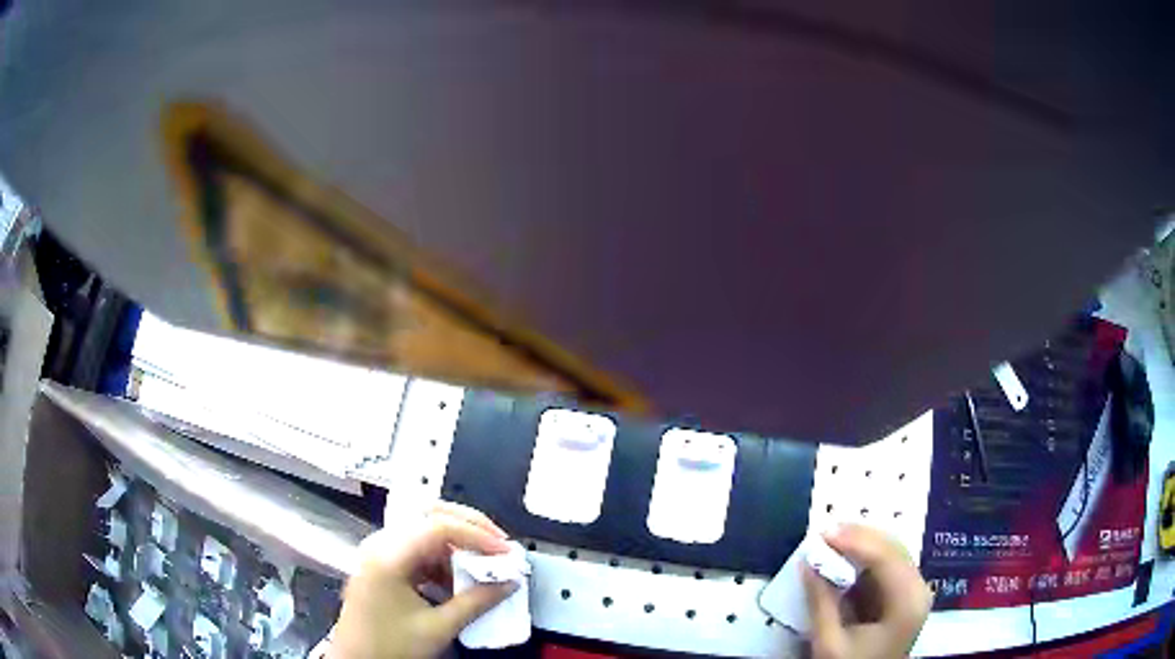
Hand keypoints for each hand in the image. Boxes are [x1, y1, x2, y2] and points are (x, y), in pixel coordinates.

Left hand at [331, 502, 516, 658]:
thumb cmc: (391, 646)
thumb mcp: (438, 628)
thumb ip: (476, 602)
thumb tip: (509, 583)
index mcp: (388, 555)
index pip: (438, 526)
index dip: (477, 534)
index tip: (506, 552)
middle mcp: (380, 544)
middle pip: (429, 515)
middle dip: (469, 527)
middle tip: (499, 546)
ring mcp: (379, 552)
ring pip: (424, 530)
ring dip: (457, 544)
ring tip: (483, 565)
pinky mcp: (382, 563)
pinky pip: (417, 548)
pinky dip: (443, 559)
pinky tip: (458, 579)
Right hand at [803, 524, 932, 658]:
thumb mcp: (829, 643)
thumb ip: (821, 603)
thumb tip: (808, 563)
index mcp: (907, 602)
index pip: (886, 557)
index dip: (855, 541)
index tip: (824, 533)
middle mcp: (918, 589)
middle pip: (893, 550)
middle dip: (859, 537)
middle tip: (825, 533)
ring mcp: (914, 592)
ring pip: (891, 554)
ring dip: (861, 546)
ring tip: (831, 542)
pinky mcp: (904, 596)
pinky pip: (887, 567)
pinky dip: (864, 560)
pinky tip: (844, 559)